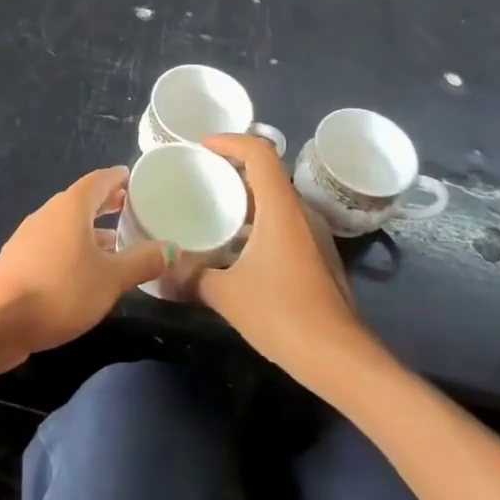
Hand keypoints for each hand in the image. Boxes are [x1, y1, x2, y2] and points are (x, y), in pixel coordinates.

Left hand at [0, 166, 167, 369]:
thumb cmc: (60, 289)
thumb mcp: (110, 279)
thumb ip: (142, 262)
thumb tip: (173, 248)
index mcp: (71, 206)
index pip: (98, 180)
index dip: (117, 178)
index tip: (133, 178)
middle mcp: (49, 213)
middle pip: (81, 201)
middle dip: (105, 203)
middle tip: (129, 206)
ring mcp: (30, 237)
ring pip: (67, 225)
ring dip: (90, 229)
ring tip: (115, 241)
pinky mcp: (21, 261)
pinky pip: (55, 244)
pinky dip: (74, 248)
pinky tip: (85, 270)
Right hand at [189, 134, 364, 369]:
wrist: (341, 359)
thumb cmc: (283, 315)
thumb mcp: (226, 294)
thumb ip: (191, 277)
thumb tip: (159, 274)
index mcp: (281, 208)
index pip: (260, 152)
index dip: (230, 140)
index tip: (201, 147)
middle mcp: (301, 213)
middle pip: (268, 172)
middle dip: (233, 167)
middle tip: (200, 176)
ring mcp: (314, 236)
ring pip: (277, 200)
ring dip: (246, 197)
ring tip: (213, 208)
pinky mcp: (318, 257)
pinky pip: (284, 223)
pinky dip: (258, 221)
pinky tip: (237, 246)